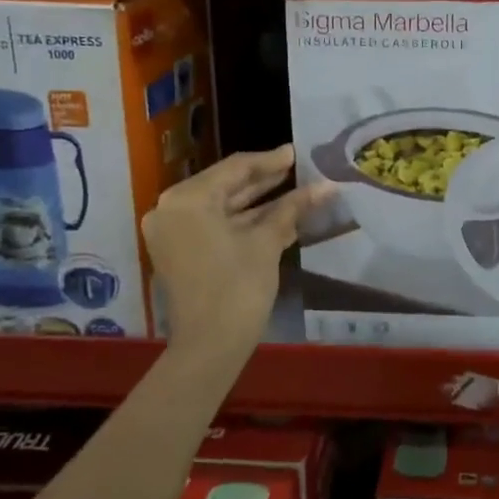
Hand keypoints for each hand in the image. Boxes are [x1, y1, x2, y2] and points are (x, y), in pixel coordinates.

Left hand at [142, 146, 333, 361]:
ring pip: (223, 207)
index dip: (270, 160)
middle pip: (226, 185)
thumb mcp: (267, 242)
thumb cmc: (238, 286)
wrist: (210, 346)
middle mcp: (172, 209)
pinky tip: (280, 216)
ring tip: (296, 190)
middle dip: (265, 180)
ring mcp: (174, 232)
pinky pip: (216, 226)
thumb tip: (326, 185)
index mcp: (187, 199)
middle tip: (298, 168)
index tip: (297, 153)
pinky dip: (245, 222)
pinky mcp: (181, 251)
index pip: (235, 168)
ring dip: (259, 202)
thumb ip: (293, 208)